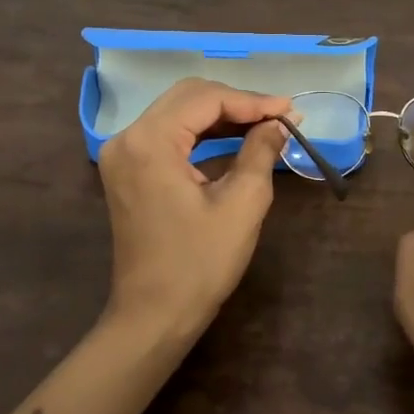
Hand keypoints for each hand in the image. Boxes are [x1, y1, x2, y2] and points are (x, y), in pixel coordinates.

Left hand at [98, 77, 290, 340]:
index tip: (291, 109)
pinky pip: (168, 134)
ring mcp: (123, 154)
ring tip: (265, 124)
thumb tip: (279, 122)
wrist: (154, 316)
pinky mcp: (127, 170)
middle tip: (279, 115)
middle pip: (188, 97)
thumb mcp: (242, 204)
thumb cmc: (199, 264)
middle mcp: (127, 138)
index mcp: (150, 142)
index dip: (252, 101)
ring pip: (178, 112)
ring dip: (221, 115)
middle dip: (237, 102)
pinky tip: (234, 139)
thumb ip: (260, 151)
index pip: (206, 100)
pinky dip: (202, 133)